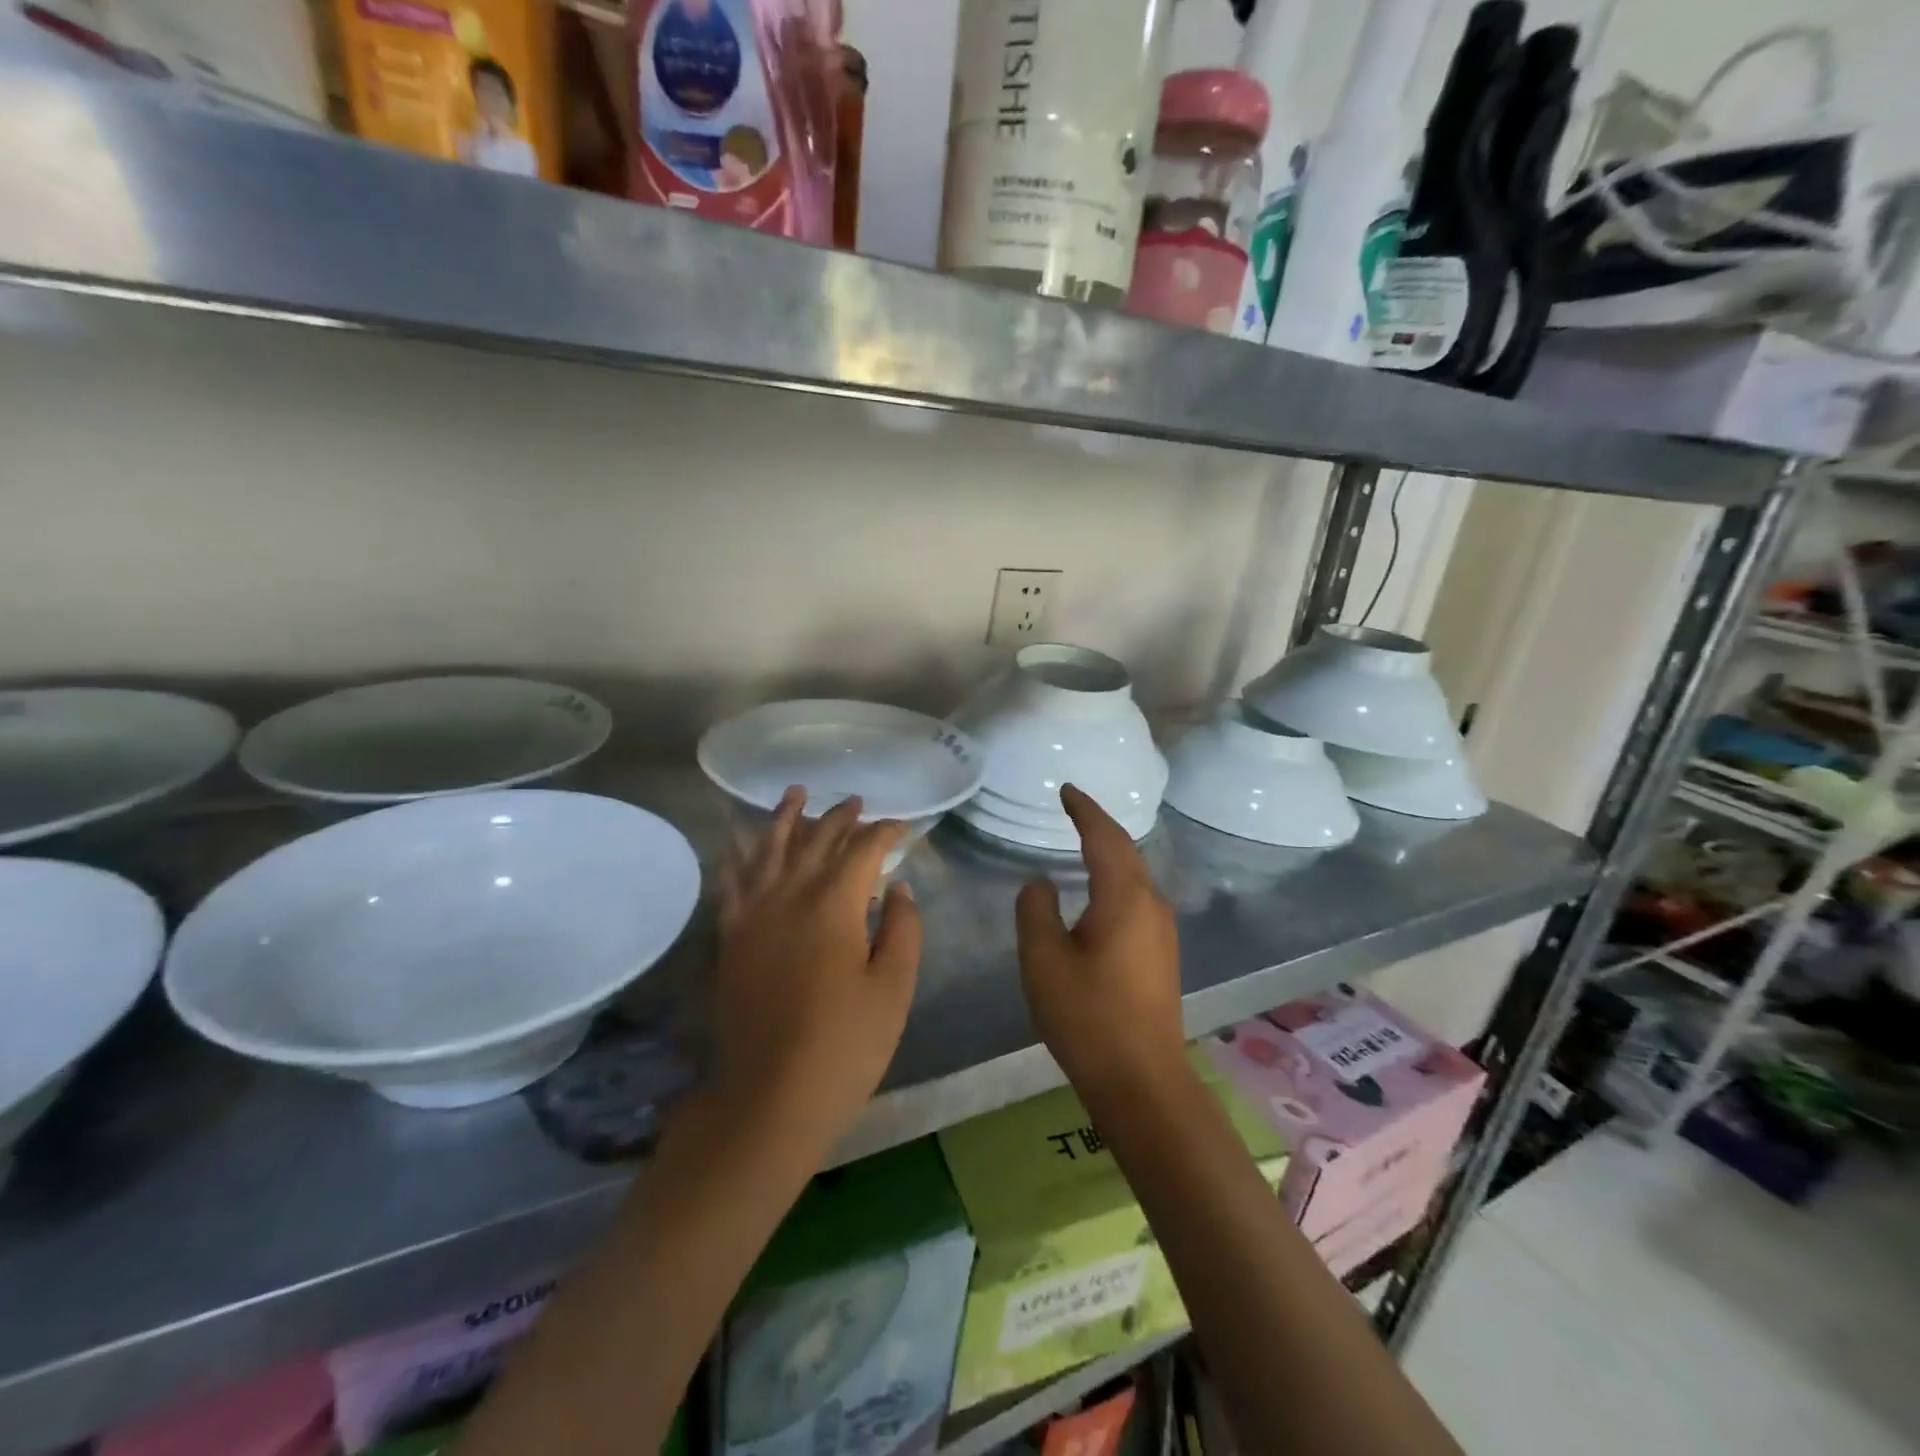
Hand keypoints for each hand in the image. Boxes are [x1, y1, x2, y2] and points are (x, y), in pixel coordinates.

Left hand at [712, 788, 921, 1151]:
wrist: (770, 1095)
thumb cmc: (844, 1045)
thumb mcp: (894, 989)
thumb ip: (902, 929)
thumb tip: (898, 888)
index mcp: (835, 904)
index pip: (862, 850)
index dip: (883, 833)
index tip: (900, 828)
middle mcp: (790, 895)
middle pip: (816, 840)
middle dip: (839, 818)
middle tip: (856, 803)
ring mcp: (754, 914)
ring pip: (769, 849)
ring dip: (784, 818)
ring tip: (795, 794)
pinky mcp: (731, 937)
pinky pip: (730, 883)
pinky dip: (735, 857)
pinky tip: (737, 842)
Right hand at [1015, 784, 1186, 1109]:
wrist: (1142, 1080)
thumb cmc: (1087, 1015)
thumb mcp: (1043, 959)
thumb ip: (1035, 909)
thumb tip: (1042, 882)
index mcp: (1124, 896)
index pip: (1104, 836)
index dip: (1084, 809)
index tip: (1065, 789)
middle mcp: (1150, 904)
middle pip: (1125, 850)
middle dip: (1098, 825)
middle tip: (1072, 807)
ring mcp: (1162, 930)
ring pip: (1133, 874)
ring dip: (1109, 852)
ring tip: (1082, 840)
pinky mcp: (1161, 953)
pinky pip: (1136, 897)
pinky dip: (1115, 878)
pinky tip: (1099, 890)